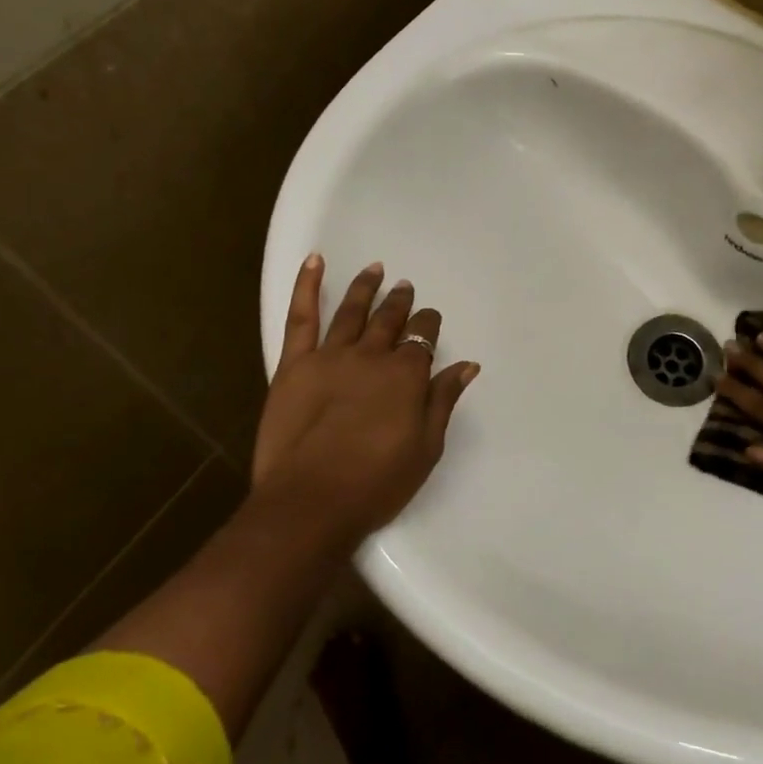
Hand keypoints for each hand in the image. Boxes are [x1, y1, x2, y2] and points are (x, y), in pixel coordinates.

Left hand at [251, 255, 478, 547]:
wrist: (311, 502)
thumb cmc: (376, 482)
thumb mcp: (425, 447)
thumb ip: (443, 400)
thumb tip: (468, 365)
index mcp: (406, 375)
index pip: (423, 337)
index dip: (428, 324)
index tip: (429, 318)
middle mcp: (372, 356)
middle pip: (390, 320)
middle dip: (400, 301)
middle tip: (404, 286)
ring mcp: (330, 356)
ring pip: (352, 311)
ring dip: (365, 288)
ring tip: (375, 270)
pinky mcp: (294, 364)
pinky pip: (301, 316)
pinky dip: (308, 285)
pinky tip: (315, 261)